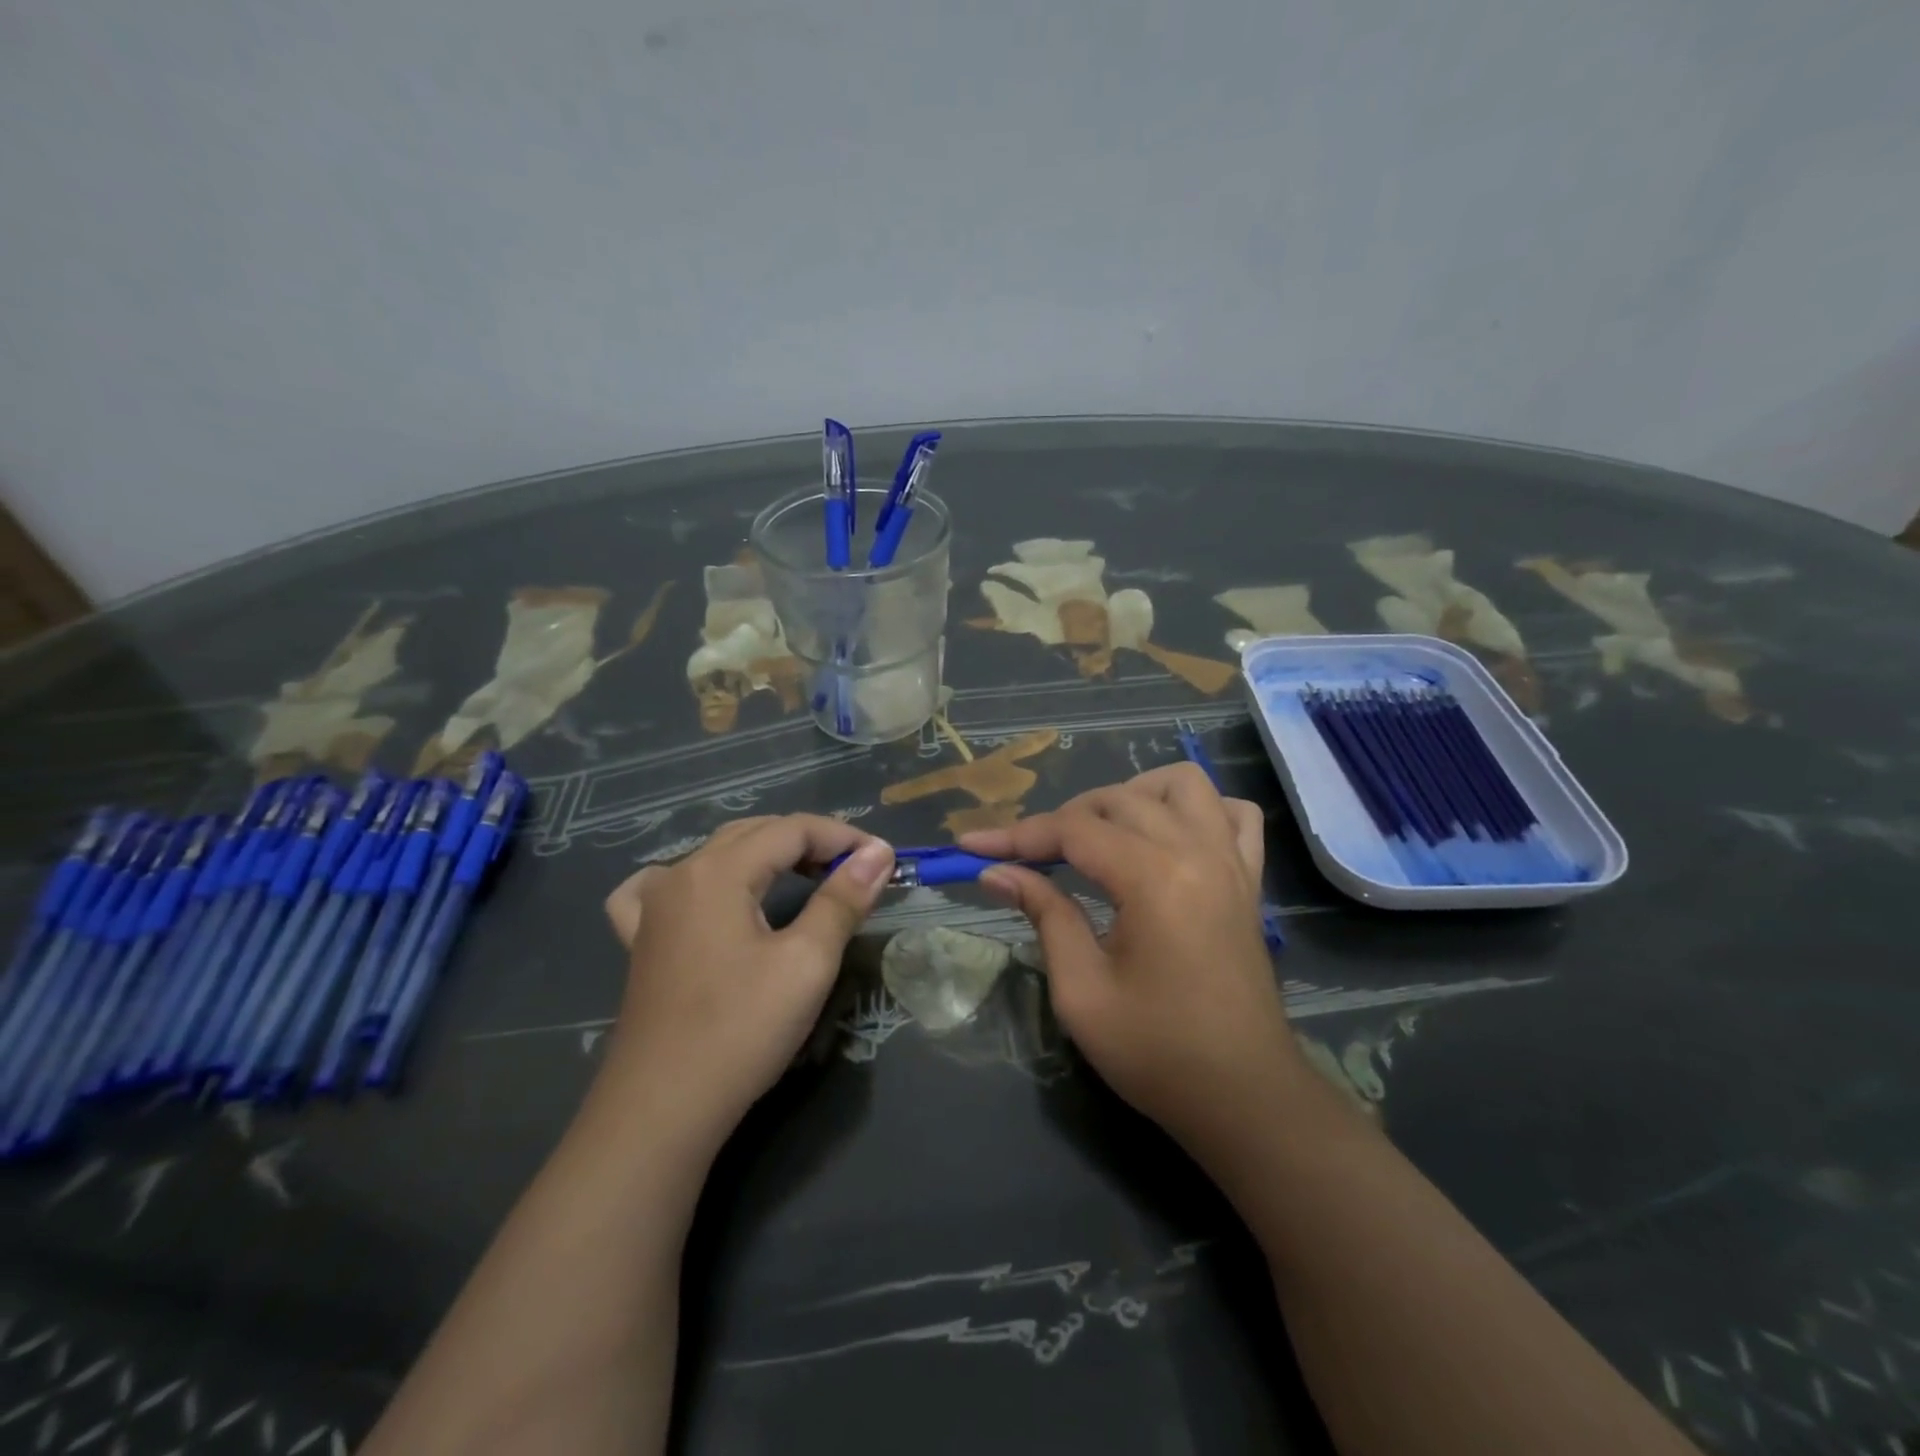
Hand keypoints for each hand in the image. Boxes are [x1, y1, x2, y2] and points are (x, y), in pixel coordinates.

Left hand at [601, 816, 893, 1151]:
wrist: (662, 1109)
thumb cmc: (741, 1030)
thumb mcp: (807, 962)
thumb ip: (842, 899)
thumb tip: (878, 853)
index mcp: (719, 871)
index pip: (792, 829)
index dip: (842, 837)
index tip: (884, 860)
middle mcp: (681, 875)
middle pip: (755, 834)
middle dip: (809, 842)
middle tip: (854, 871)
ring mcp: (653, 908)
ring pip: (717, 856)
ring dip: (765, 855)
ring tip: (802, 877)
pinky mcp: (641, 942)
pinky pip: (662, 888)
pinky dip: (697, 879)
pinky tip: (704, 895)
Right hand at [960, 765, 1300, 1154]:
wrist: (1245, 1098)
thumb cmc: (1157, 1053)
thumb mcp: (1082, 991)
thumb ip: (1044, 915)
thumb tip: (997, 873)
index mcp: (1154, 879)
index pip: (1073, 831)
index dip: (1016, 835)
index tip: (970, 845)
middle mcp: (1197, 852)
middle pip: (1118, 799)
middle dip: (1062, 820)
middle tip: (1027, 859)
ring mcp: (1232, 861)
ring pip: (1182, 784)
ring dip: (1131, 796)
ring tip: (1100, 835)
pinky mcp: (1249, 880)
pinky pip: (1232, 813)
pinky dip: (1197, 809)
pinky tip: (1169, 835)